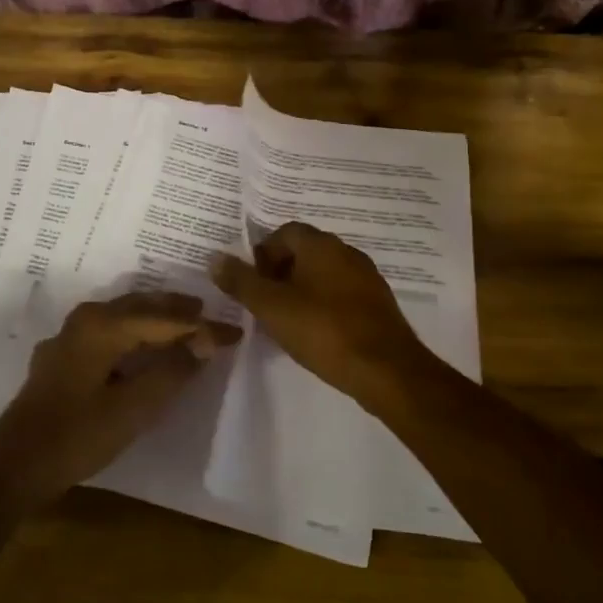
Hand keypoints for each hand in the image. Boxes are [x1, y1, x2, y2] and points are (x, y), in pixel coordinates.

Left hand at [0, 292, 241, 503]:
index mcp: (103, 325)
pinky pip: (108, 330)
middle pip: (141, 306)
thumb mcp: (134, 408)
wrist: (15, 465)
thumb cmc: (78, 435)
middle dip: (178, 310)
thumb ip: (172, 370)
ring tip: (185, 322)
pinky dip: (134, 331)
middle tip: (211, 314)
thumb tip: (206, 340)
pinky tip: (142, 344)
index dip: (202, 326)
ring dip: (155, 317)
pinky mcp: (63, 356)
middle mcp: (85, 319)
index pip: (165, 319)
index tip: (235, 332)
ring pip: (122, 315)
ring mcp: (70, 336)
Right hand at [211, 223, 432, 411]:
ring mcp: (366, 278)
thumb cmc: (323, 331)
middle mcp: (347, 252)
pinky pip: (341, 295)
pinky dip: (323, 306)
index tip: (252, 283)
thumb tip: (215, 259)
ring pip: (323, 275)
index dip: (263, 254)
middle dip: (280, 273)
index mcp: (322, 245)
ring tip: (285, 322)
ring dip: (301, 291)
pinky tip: (315, 334)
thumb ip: (241, 282)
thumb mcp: (272, 307)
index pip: (285, 232)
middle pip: (304, 252)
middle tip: (264, 304)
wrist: (386, 370)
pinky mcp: (377, 305)